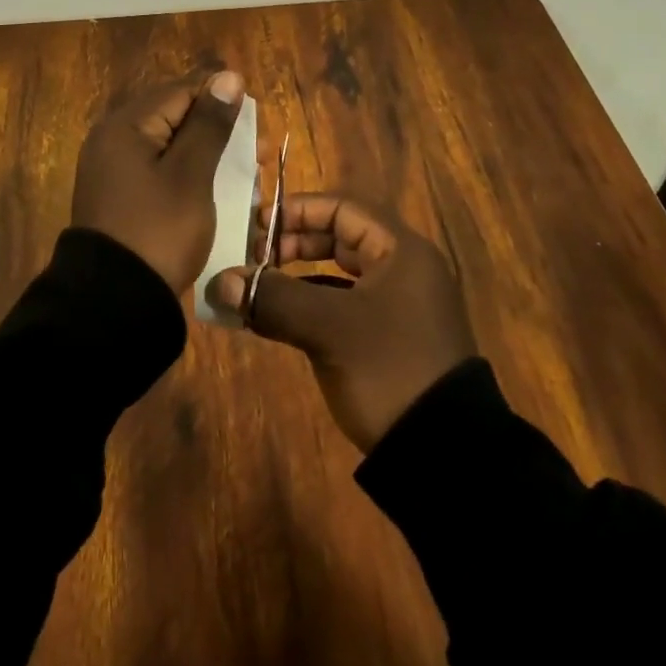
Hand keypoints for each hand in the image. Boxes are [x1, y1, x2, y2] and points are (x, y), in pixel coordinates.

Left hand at [71, 69, 246, 293]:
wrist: (113, 303)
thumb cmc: (158, 230)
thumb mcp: (191, 175)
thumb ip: (209, 124)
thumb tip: (227, 77)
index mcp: (125, 126)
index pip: (180, 91)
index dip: (219, 95)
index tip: (255, 111)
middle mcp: (113, 140)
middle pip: (174, 116)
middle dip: (218, 127)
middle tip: (259, 147)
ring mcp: (113, 171)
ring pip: (170, 146)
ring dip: (208, 153)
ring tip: (248, 169)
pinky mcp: (120, 197)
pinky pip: (159, 171)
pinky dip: (189, 174)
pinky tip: (217, 187)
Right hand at [205, 194, 475, 451]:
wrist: (446, 457)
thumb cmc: (389, 369)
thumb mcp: (328, 329)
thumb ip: (273, 298)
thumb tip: (219, 282)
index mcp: (400, 250)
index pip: (342, 208)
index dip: (297, 211)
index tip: (257, 225)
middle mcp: (403, 269)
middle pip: (340, 237)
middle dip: (293, 243)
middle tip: (253, 257)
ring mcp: (399, 305)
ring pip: (339, 273)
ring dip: (298, 276)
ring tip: (259, 286)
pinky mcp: (391, 338)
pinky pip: (343, 305)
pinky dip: (311, 305)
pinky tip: (281, 318)